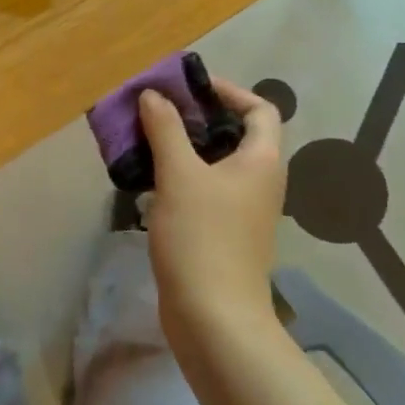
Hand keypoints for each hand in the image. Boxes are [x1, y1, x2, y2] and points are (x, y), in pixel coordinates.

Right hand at [137, 77, 284, 346]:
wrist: (213, 317)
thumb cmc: (202, 237)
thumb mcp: (180, 175)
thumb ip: (166, 129)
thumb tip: (154, 95)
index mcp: (262, 161)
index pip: (260, 109)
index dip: (227, 91)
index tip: (187, 87)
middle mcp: (259, 181)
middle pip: (233, 133)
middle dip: (194, 117)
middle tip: (155, 109)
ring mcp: (241, 209)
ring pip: (213, 163)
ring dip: (181, 146)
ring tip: (143, 137)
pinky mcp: (221, 231)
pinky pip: (202, 188)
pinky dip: (178, 175)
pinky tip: (146, 177)